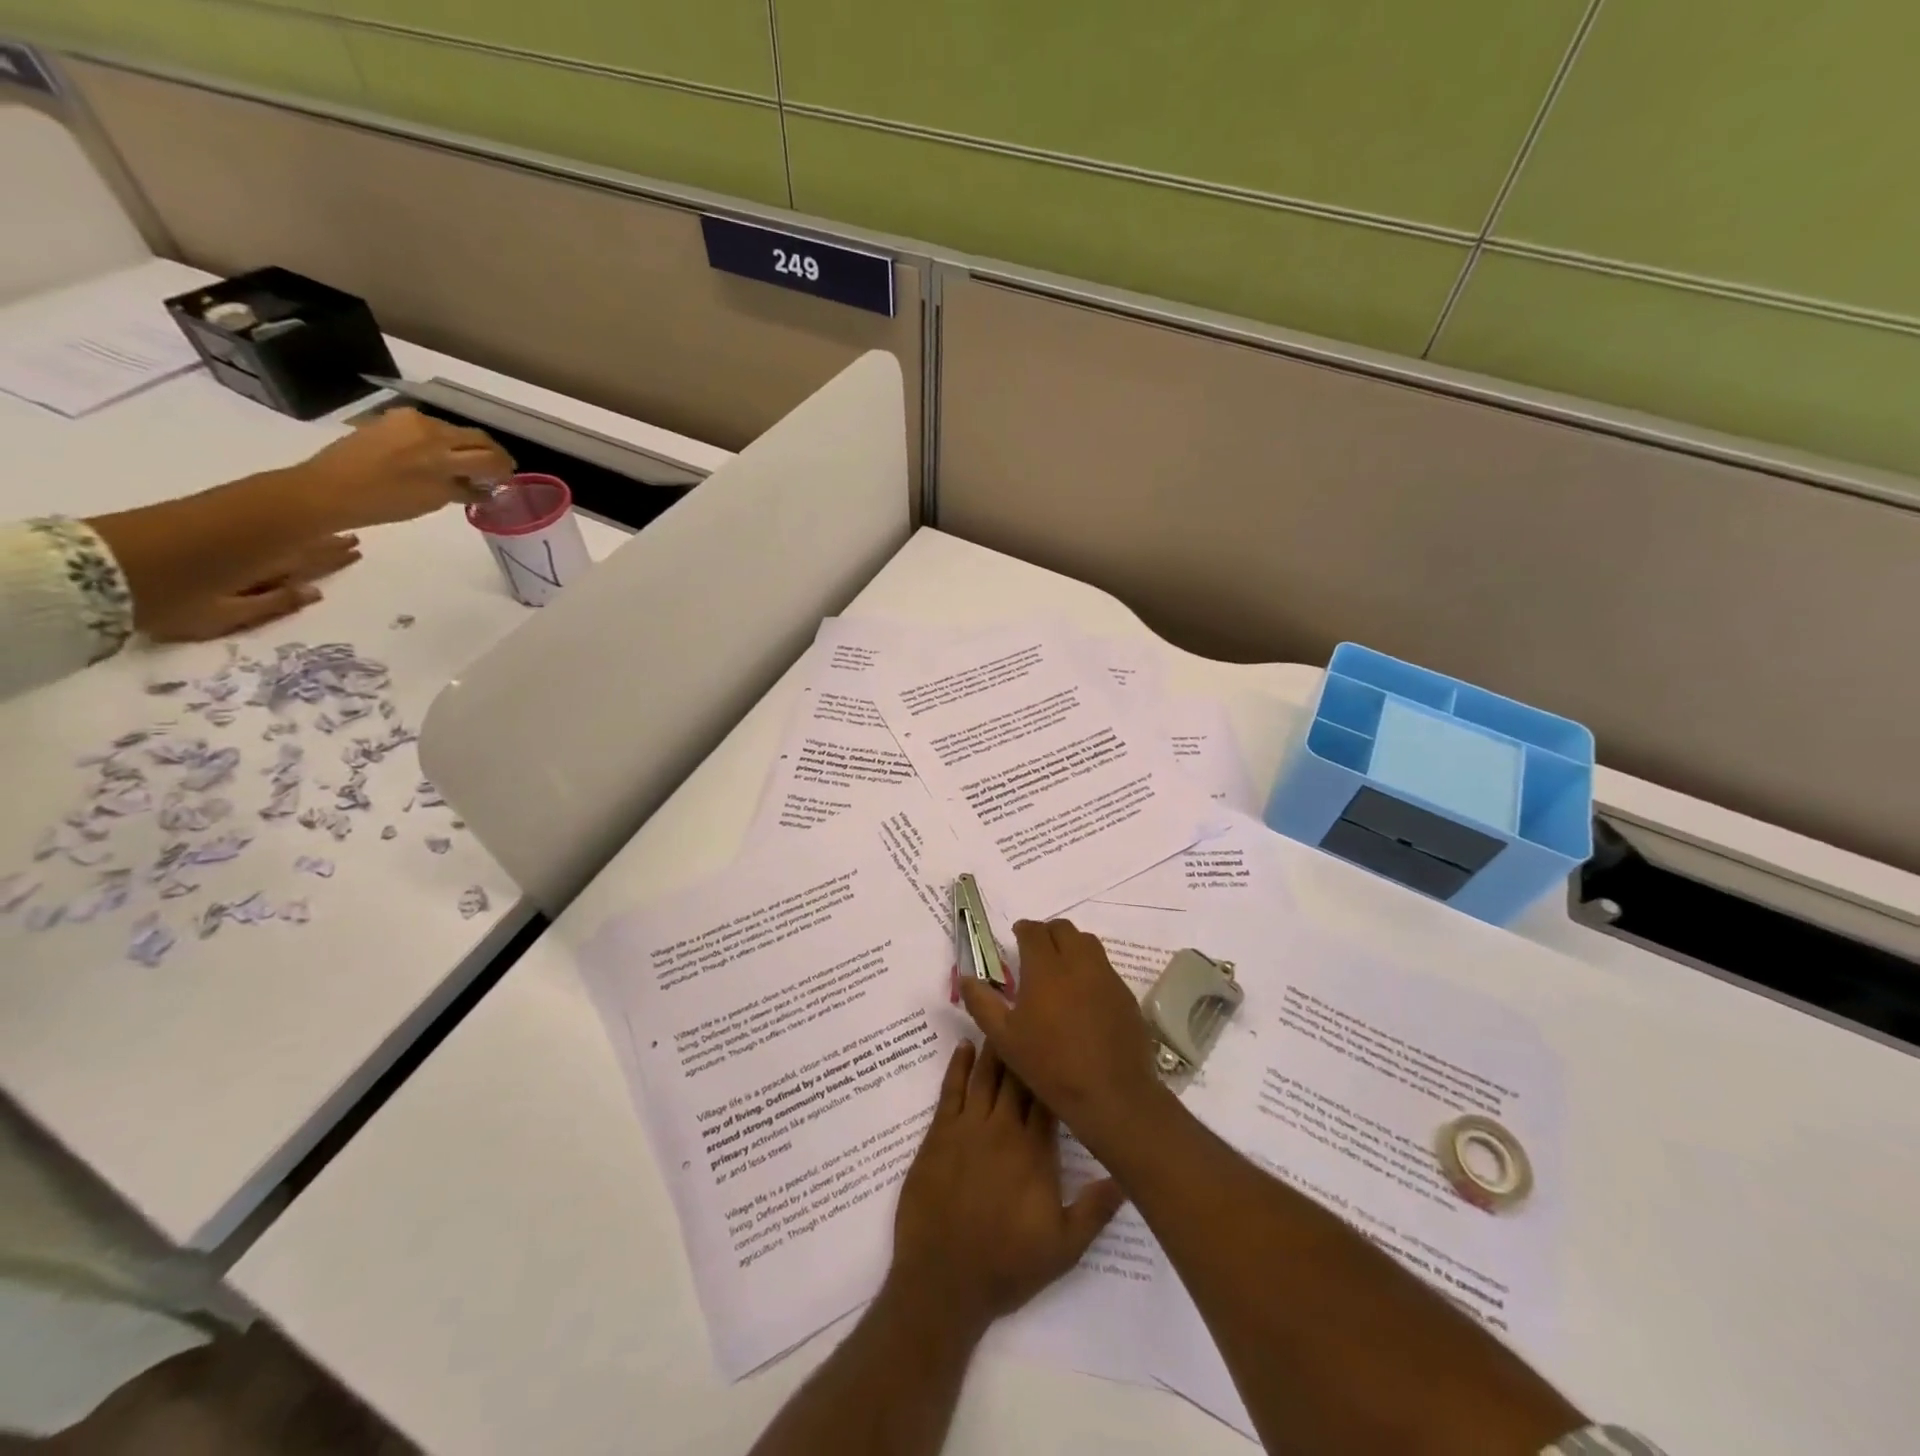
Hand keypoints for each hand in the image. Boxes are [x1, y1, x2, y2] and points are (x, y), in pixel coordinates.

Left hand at [144, 533, 359, 641]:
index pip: (311, 559)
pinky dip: (276, 521)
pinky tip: (285, 522)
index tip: (358, 550)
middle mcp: (254, 542)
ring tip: (328, 530)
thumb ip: (272, 605)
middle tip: (353, 539)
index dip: (334, 555)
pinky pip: (256, 518)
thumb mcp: (224, 615)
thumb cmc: (166, 601)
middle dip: (327, 541)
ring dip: (305, 529)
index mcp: (263, 566)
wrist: (95, 567)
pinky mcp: (199, 516)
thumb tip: (314, 592)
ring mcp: (226, 526)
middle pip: (300, 540)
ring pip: (280, 527)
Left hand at [280, 407, 512, 531]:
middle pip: (474, 438)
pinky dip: (442, 443)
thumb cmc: (385, 502)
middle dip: (490, 454)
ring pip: (453, 432)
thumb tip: (484, 488)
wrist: (328, 489)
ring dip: (466, 448)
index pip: (489, 455)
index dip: (504, 468)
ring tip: (465, 466)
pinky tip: (437, 459)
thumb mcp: (433, 500)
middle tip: (496, 471)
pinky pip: (428, 429)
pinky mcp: (391, 420)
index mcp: (443, 451)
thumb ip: (463, 489)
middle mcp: (430, 429)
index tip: (509, 479)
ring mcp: (408, 421)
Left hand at [888, 1041, 1122, 1335]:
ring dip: (996, 1047)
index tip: (1063, 1042)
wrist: (942, 1282)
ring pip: (986, 1075)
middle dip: (1026, 1046)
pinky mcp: (939, 1133)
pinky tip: (965, 1046)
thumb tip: (1126, 1175)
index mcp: (1035, 1151)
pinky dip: (958, 1065)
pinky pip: (951, 1089)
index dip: (1056, 1069)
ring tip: (1003, 1018)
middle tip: (1033, 1015)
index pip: (1049, 1097)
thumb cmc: (1005, 1266)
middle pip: (1017, 1077)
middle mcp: (1003, 1129)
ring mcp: (968, 1128)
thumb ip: (1095, 1210)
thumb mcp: (1063, 1249)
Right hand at [960, 920, 1166, 1158]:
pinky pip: (1105, 967)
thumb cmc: (1050, 1065)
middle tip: (1036, 949)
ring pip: (1088, 943)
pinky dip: (1091, 967)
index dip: (1023, 929)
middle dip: (1047, 932)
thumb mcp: (1004, 1038)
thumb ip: (982, 1004)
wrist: (1110, 1093)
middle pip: (1063, 929)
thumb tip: (965, 978)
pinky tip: (1084, 992)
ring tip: (1061, 965)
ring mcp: (1106, 976)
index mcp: (1045, 968)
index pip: (1034, 931)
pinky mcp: (1125, 994)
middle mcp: (1078, 963)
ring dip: (1071, 944)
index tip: (1017, 936)